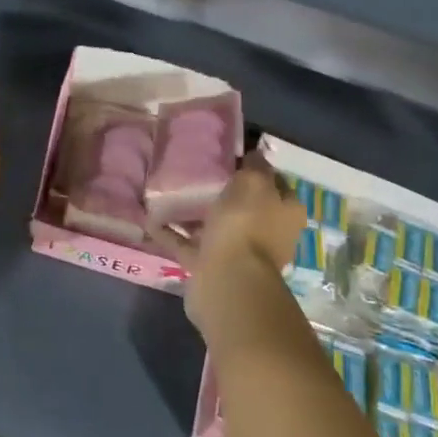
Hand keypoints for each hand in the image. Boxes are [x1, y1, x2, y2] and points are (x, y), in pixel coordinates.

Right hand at [155, 154, 306, 346]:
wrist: (228, 280)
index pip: (276, 184)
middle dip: (226, 194)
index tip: (233, 156)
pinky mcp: (212, 268)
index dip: (257, 169)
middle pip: (247, 207)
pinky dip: (173, 235)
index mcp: (285, 213)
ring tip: (171, 195)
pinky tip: (151, 221)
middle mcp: (268, 234)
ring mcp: (239, 254)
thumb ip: (254, 166)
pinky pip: (190, 246)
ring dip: (197, 215)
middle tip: (200, 173)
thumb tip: (254, 155)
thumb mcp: (254, 182)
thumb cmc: (246, 224)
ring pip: (217, 228)